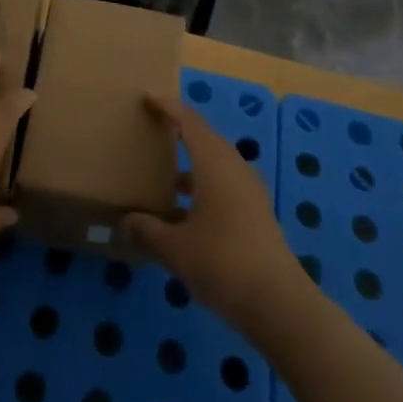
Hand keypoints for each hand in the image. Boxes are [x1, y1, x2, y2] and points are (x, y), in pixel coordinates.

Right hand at [122, 93, 303, 330]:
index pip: (189, 121)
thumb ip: (147, 231)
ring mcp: (249, 190)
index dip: (169, 107)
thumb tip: (123, 222)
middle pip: (205, 139)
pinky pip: (225, 185)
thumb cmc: (222, 263)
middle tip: (153, 133)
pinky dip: (204, 187)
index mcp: (214, 163)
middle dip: (180, 133)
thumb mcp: (175, 249)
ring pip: (216, 164)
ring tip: (164, 178)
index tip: (149, 98)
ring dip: (192, 165)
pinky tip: (186, 213)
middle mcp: (234, 168)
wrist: (279, 303)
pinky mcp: (257, 212)